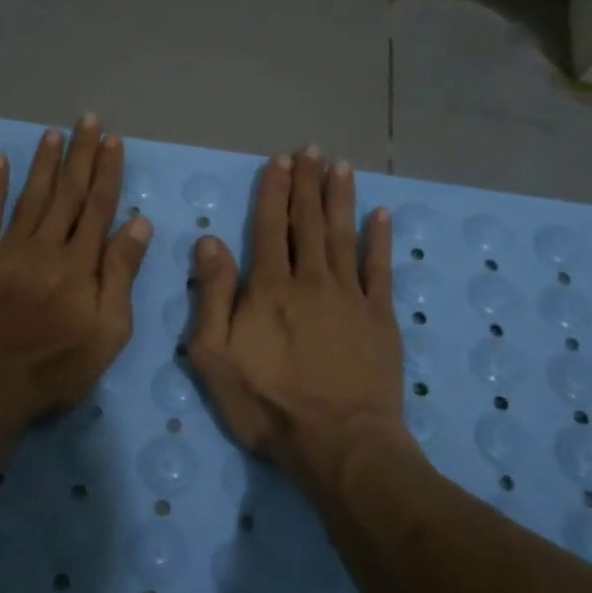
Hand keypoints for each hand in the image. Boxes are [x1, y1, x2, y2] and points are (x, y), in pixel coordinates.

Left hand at [0, 116, 152, 426]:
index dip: (107, 172)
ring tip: (53, 133)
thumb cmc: (54, 367)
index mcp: (79, 264)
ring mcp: (5, 251)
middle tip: (87, 121)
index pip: (98, 207)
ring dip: (44, 164)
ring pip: (30, 197)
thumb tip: (139, 224)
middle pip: (66, 193)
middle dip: (80, 155)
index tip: (113, 141)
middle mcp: (44, 247)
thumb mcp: (107, 332)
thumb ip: (121, 276)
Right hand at [188, 147, 406, 483]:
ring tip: (341, 167)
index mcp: (269, 288)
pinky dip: (380, 240)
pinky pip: (380, 269)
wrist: (338, 442)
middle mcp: (310, 280)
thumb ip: (212, 296)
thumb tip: (209, 241)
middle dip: (307, 184)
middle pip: (307, 222)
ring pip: (343, 235)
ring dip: (340, 198)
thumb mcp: (215, 356)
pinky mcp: (379, 317)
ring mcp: (350, 296)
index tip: (280, 162)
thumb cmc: (267, 404)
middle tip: (311, 150)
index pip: (269, 227)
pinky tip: (382, 215)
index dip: (274, 191)